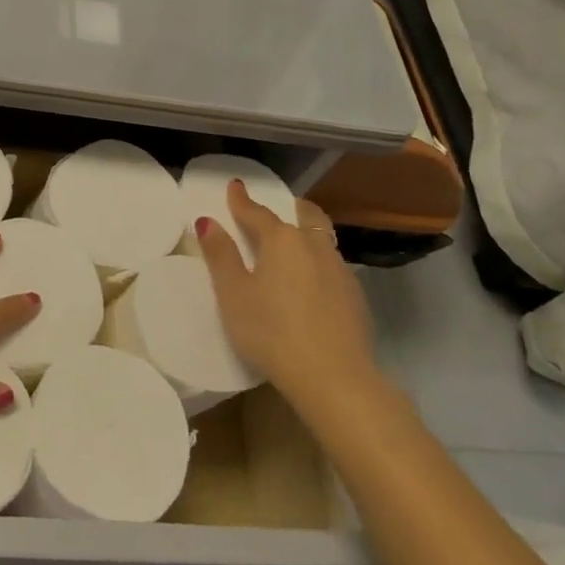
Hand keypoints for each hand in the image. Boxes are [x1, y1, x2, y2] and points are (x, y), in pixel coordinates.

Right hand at [191, 179, 379, 410]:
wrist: (334, 377)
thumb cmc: (271, 331)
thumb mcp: (233, 294)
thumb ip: (221, 255)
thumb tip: (209, 222)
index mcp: (282, 240)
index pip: (257, 213)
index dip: (242, 201)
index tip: (235, 187)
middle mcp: (314, 246)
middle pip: (304, 216)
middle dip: (289, 208)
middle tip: (278, 208)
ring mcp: (340, 271)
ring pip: (322, 240)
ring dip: (306, 234)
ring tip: (293, 246)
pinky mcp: (355, 297)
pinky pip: (333, 266)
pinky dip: (318, 262)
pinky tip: (312, 283)